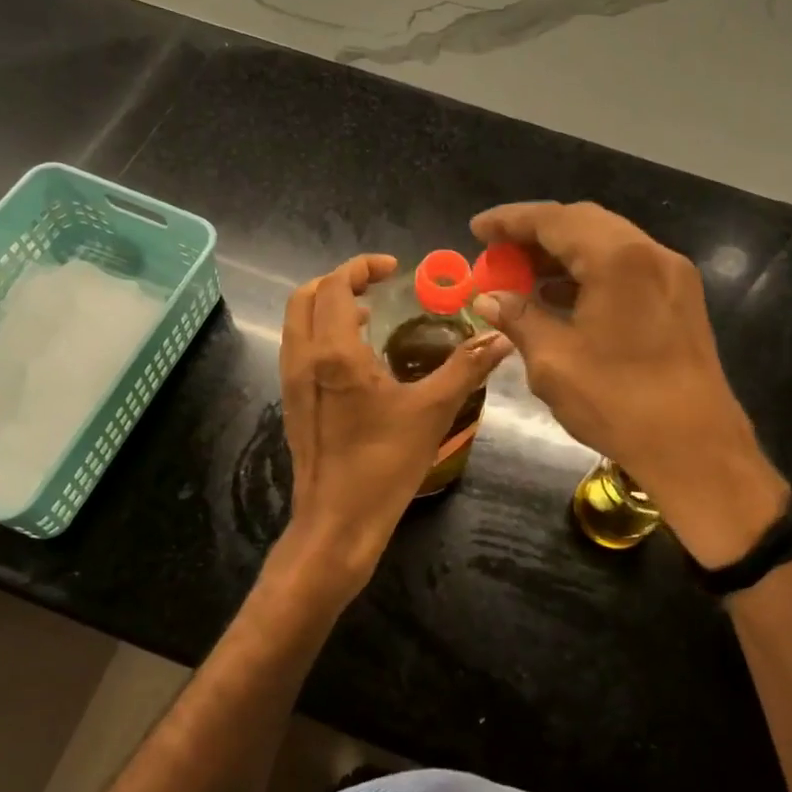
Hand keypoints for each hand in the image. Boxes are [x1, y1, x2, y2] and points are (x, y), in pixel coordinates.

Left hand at [278, 254, 511, 602]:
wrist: (337, 523)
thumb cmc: (384, 465)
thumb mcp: (432, 411)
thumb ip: (465, 368)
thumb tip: (500, 337)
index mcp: (333, 353)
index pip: (335, 286)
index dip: (361, 267)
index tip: (393, 269)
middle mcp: (303, 359)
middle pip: (305, 297)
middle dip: (339, 281)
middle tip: (376, 286)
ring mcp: (291, 382)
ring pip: (297, 323)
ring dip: (327, 306)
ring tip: (368, 315)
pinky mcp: (292, 403)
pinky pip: (299, 349)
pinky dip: (321, 333)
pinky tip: (357, 358)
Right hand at [469, 202, 788, 566]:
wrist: (696, 448)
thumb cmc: (618, 402)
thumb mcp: (554, 361)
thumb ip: (519, 318)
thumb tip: (489, 298)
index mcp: (618, 259)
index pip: (554, 220)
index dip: (509, 221)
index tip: (476, 230)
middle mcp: (650, 253)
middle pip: (584, 223)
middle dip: (536, 233)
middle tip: (497, 252)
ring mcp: (672, 274)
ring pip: (608, 243)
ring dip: (563, 253)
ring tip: (522, 276)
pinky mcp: (680, 298)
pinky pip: (626, 267)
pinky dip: (590, 271)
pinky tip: (562, 296)